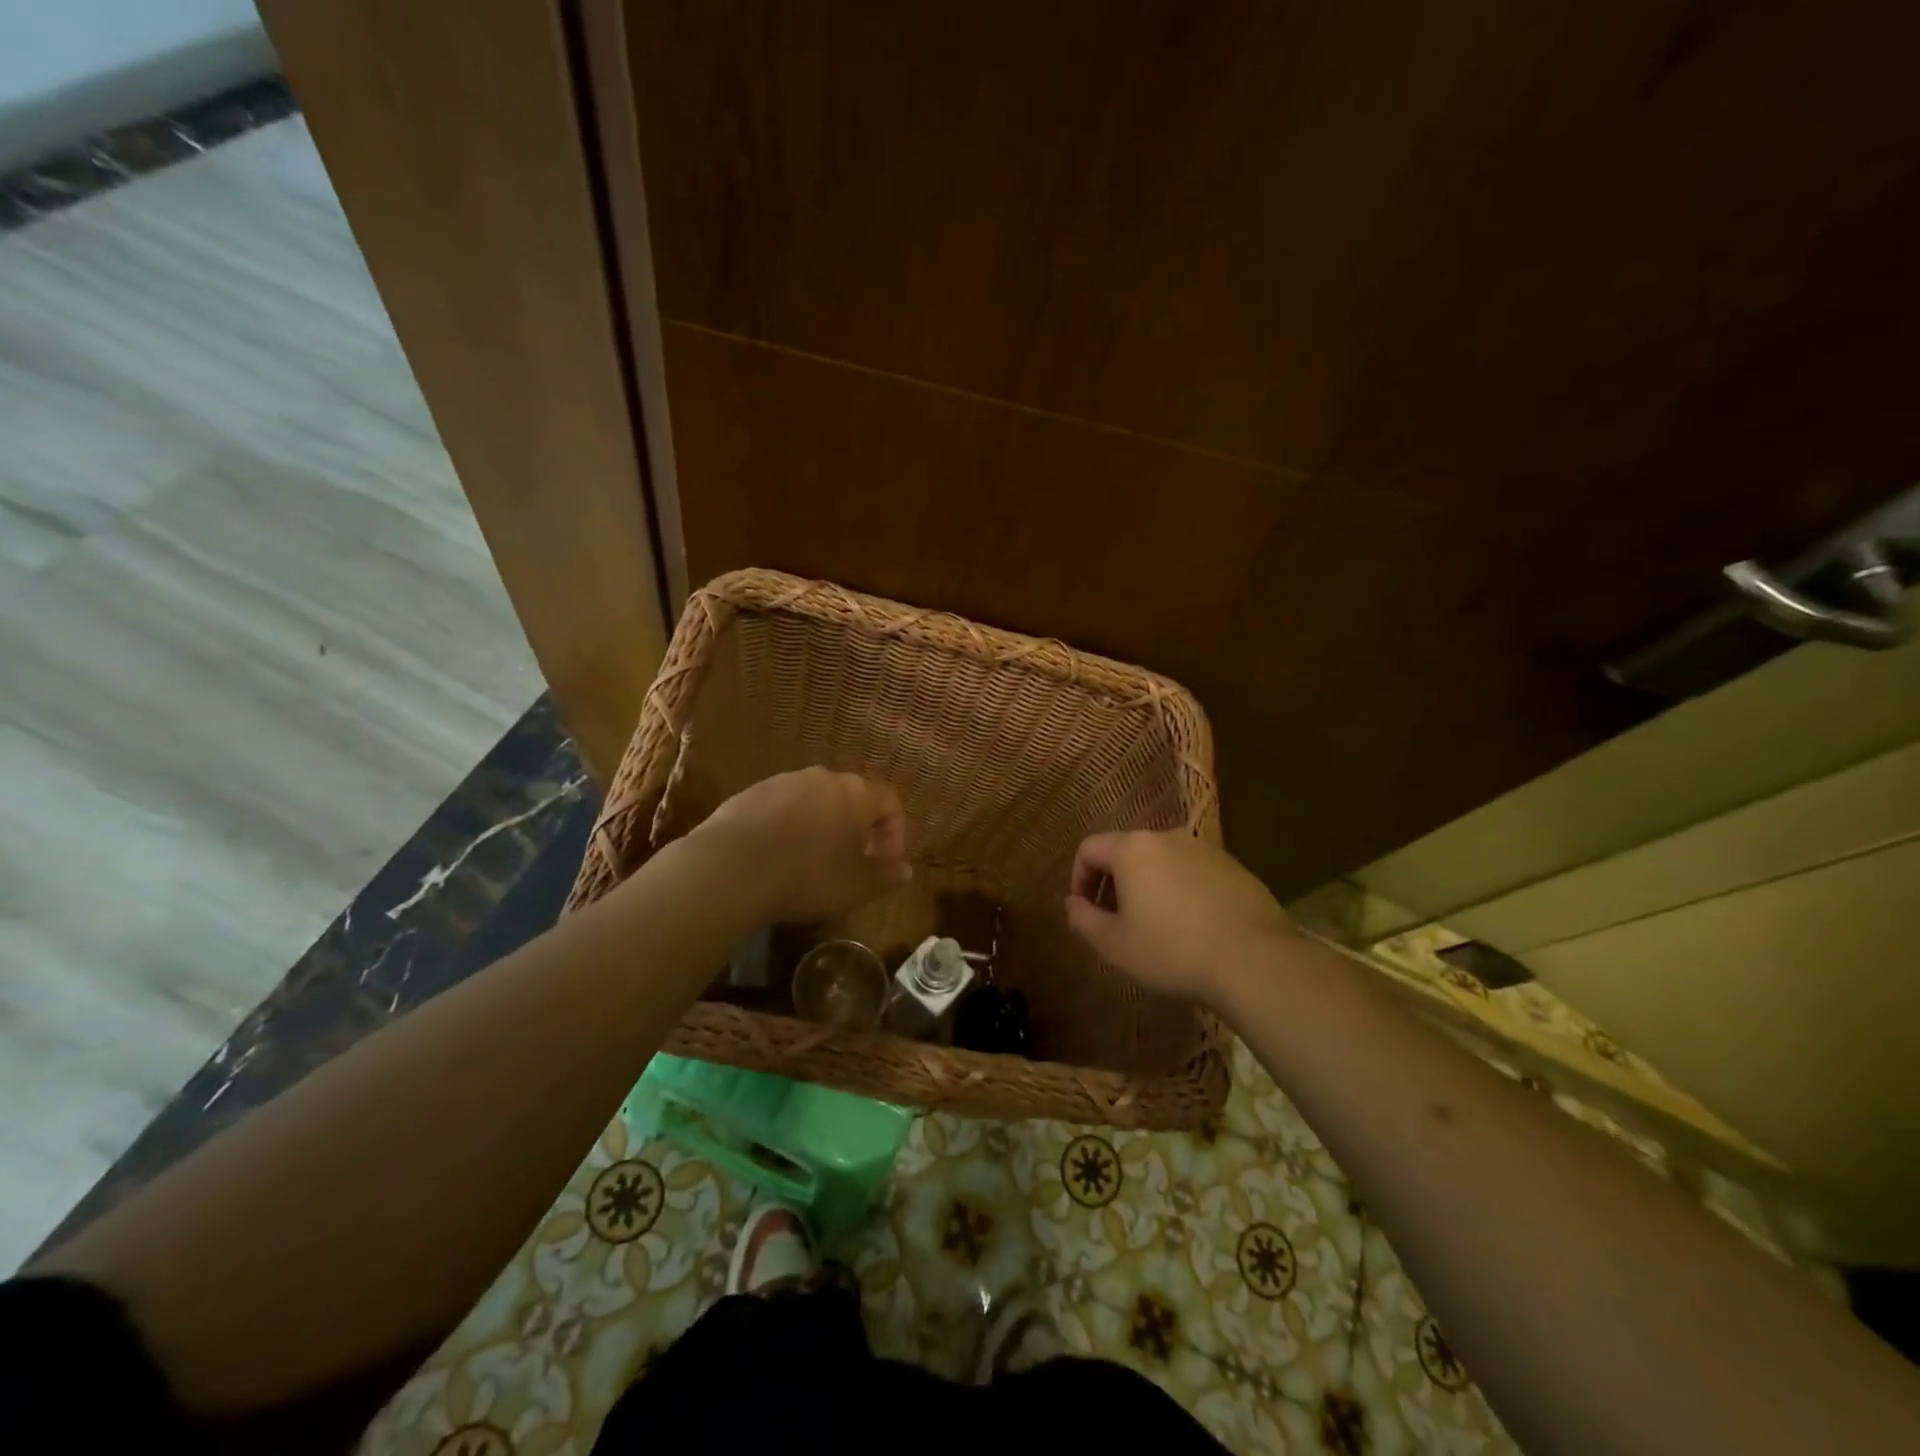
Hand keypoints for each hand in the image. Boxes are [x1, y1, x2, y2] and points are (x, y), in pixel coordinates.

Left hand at [691, 767, 910, 922]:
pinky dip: (788, 826)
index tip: (884, 863)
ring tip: (811, 859)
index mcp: (856, 794)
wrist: (731, 868)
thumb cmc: (807, 876)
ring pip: (814, 800)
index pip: (890, 802)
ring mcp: (783, 781)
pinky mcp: (750, 792)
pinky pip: (782, 806)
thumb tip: (905, 870)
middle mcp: (823, 778)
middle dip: (857, 827)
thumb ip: (885, 876)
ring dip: (821, 824)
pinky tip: (776, 856)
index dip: (894, 833)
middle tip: (852, 861)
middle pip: (852, 797)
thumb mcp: (856, 887)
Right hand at [1064, 831, 1295, 1007]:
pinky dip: (1181, 890)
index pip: (1089, 848)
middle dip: (1114, 882)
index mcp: (1132, 849)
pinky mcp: (1234, 866)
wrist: (1255, 960)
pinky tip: (1192, 926)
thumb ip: (1083, 920)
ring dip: (1149, 885)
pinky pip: (1193, 871)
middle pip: (1126, 851)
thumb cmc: (1172, 951)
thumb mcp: (1114, 945)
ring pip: (1162, 860)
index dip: (1078, 878)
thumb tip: (1073, 903)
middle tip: (1116, 920)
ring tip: (1155, 924)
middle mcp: (1167, 837)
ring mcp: (1205, 849)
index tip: (1085, 909)